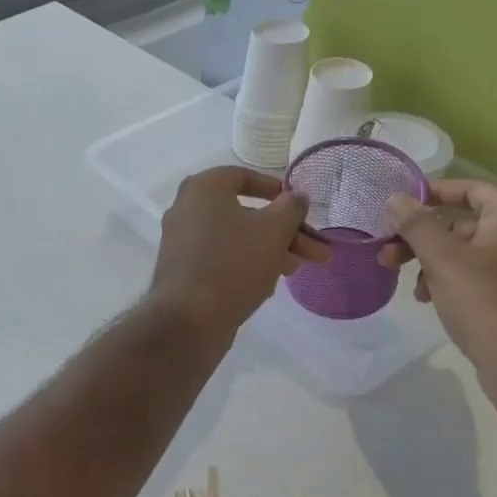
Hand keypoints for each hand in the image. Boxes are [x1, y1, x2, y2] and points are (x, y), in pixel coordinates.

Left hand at [148, 166, 330, 341]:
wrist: (189, 319)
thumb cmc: (233, 263)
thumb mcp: (274, 231)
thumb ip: (291, 208)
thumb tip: (297, 197)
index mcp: (203, 189)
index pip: (242, 176)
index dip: (275, 189)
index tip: (298, 206)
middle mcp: (186, 210)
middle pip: (244, 213)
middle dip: (284, 231)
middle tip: (315, 250)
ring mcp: (182, 244)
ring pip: (235, 239)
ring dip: (269, 250)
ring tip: (296, 270)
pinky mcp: (183, 273)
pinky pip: (220, 260)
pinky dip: (245, 266)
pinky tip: (268, 286)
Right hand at [381, 179, 496, 382]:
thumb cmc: (485, 302)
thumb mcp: (442, 259)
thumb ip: (416, 224)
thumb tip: (395, 197)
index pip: (467, 188)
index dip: (428, 195)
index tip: (394, 208)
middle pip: (461, 221)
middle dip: (420, 237)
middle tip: (387, 253)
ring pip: (464, 249)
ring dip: (429, 262)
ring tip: (406, 284)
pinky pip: (475, 272)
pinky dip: (448, 279)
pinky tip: (428, 298)